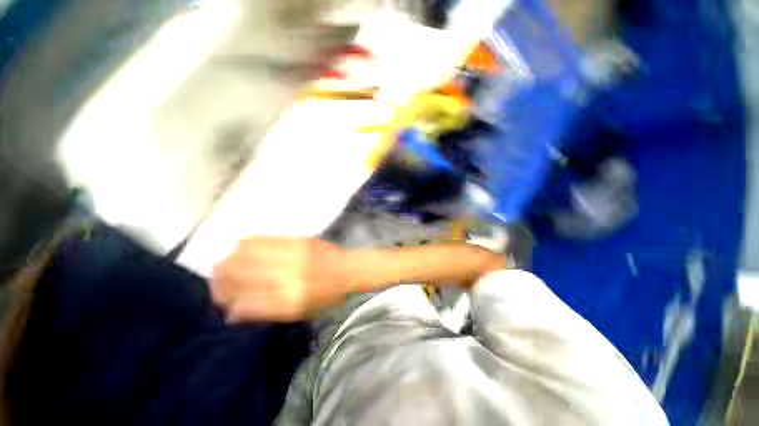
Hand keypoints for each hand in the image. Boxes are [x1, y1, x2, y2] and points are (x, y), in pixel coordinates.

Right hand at [212, 237, 349, 321]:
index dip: (228, 303)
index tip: (223, 305)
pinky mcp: (295, 240)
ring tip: (227, 267)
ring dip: (229, 261)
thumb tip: (234, 312)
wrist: (347, 269)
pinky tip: (243, 250)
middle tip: (218, 285)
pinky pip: (260, 239)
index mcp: (287, 300)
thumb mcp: (298, 312)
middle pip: (237, 273)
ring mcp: (289, 254)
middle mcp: (285, 275)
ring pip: (244, 253)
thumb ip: (265, 312)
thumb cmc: (327, 296)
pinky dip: (245, 245)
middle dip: (220, 281)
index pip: (243, 302)